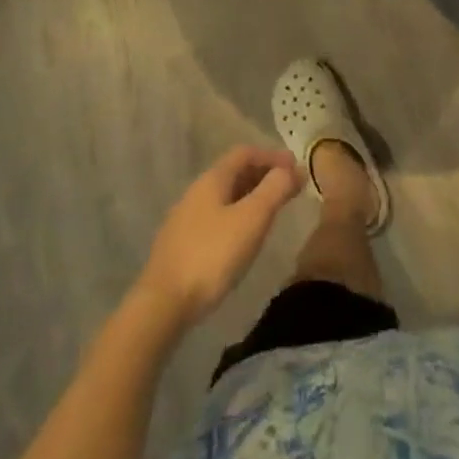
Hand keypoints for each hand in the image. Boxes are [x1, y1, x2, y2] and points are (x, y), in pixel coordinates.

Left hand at [136, 146, 301, 325]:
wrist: (162, 304)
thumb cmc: (212, 255)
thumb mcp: (251, 219)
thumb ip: (274, 190)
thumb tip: (293, 168)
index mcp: (212, 179)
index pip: (245, 153)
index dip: (272, 156)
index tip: (296, 168)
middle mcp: (196, 192)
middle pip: (234, 172)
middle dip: (264, 176)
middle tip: (290, 189)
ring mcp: (185, 218)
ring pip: (225, 196)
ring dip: (251, 197)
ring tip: (272, 212)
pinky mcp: (181, 244)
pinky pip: (216, 217)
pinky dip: (238, 216)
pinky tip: (244, 237)